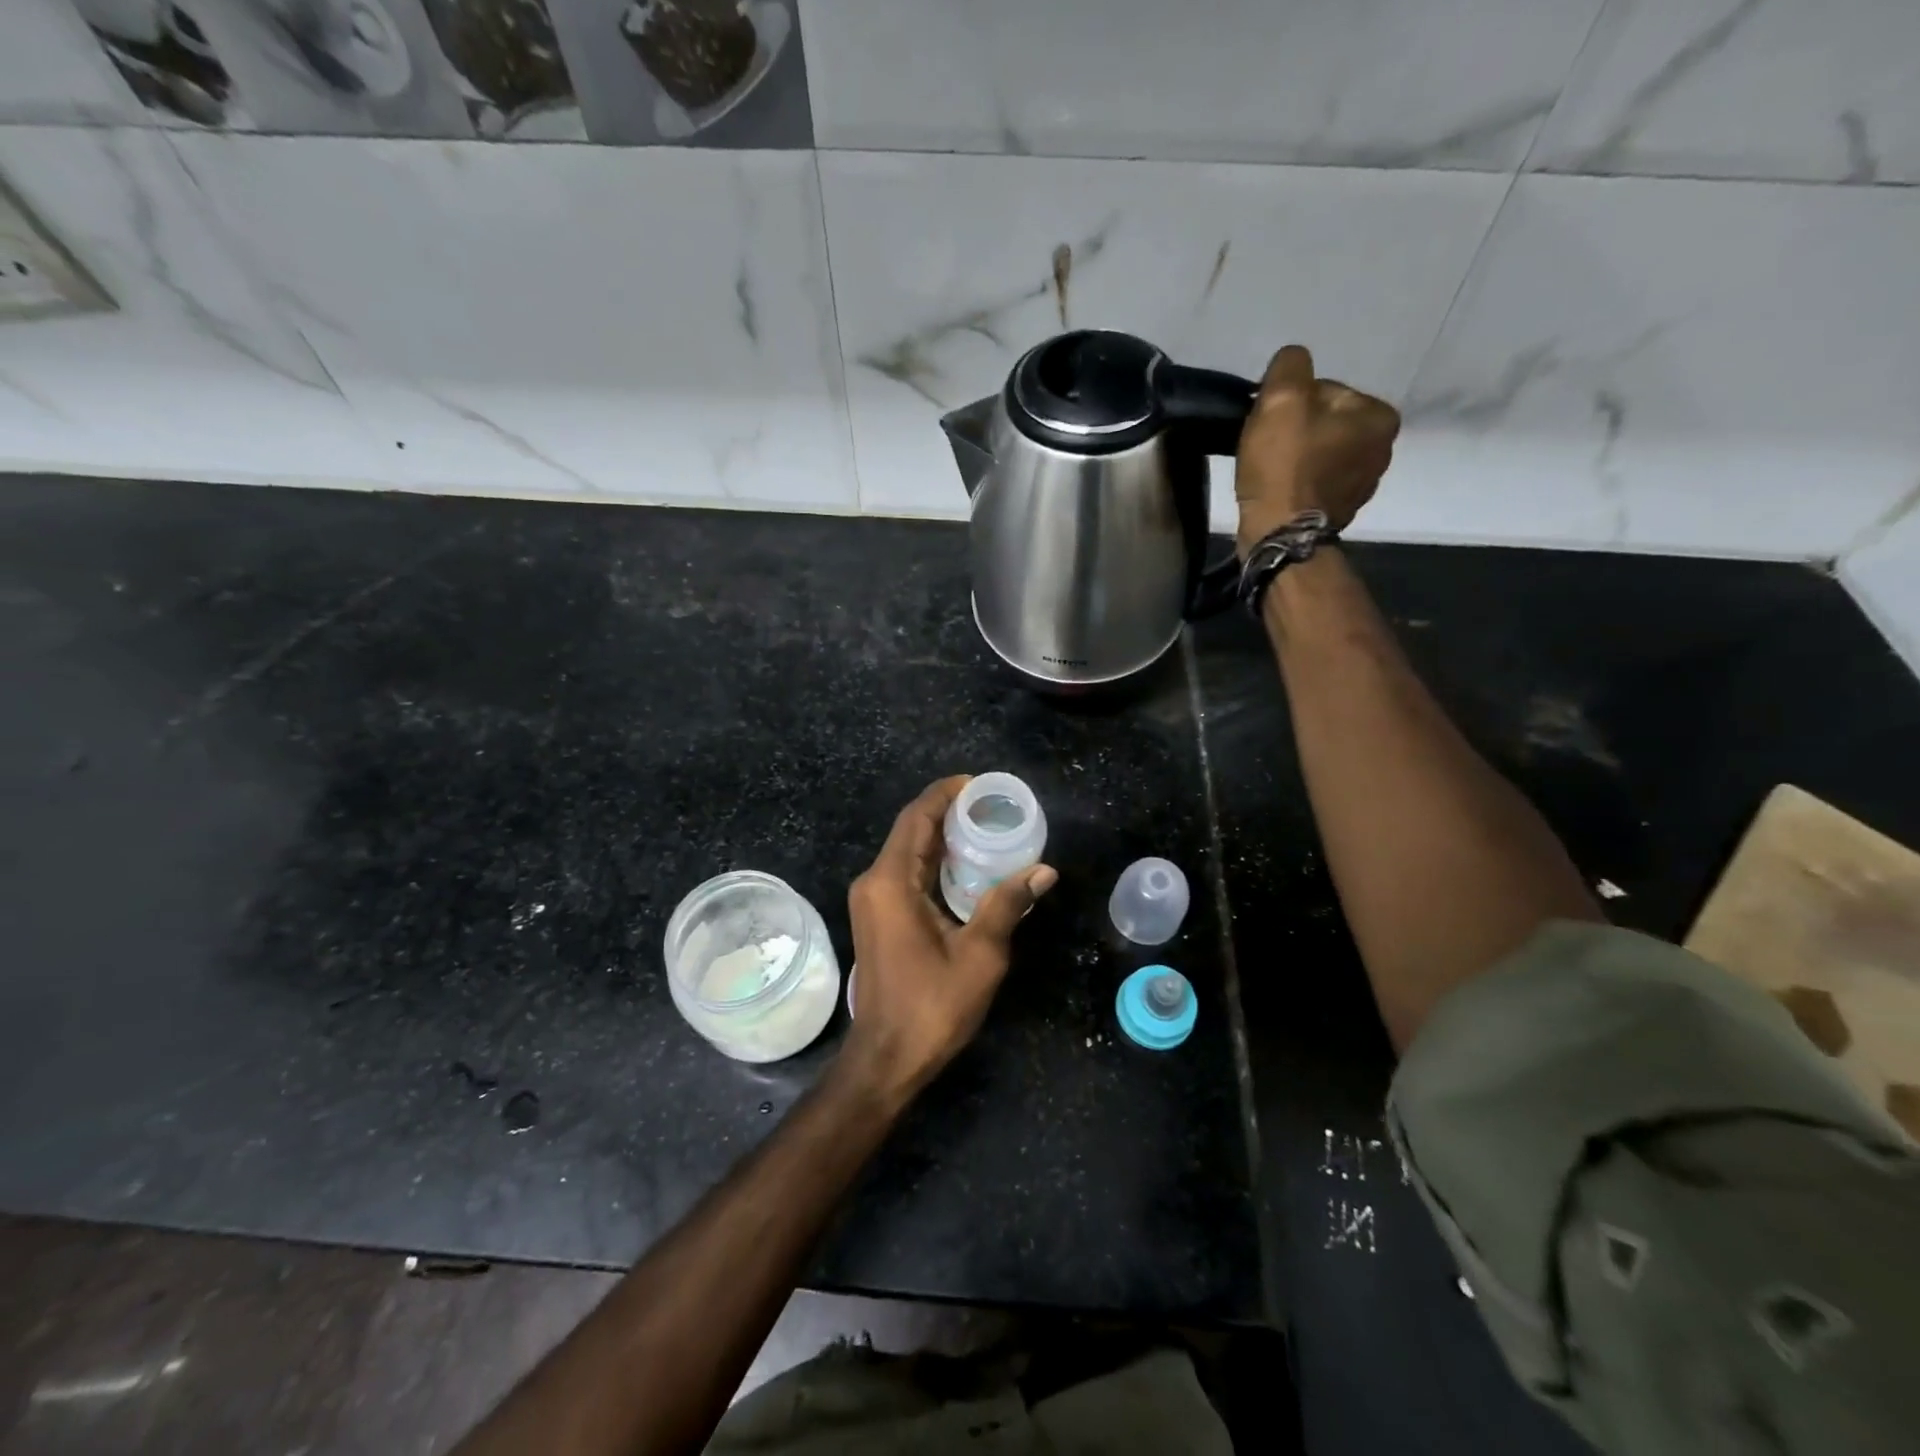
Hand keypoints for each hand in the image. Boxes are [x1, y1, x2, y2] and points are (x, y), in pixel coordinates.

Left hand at [841, 776, 1056, 1103]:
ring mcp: (872, 901)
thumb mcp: (980, 954)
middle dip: (947, 812)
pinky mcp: (877, 917)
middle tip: (990, 806)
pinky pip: (904, 873)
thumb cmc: (932, 1006)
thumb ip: (1007, 904)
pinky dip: (932, 861)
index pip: (916, 818)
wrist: (887, 1057)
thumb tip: (1043, 870)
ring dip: (940, 837)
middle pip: (910, 830)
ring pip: (906, 851)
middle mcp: (874, 882)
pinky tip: (965, 866)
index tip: (978, 784)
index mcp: (891, 882)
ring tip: (984, 828)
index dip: (945, 794)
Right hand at [1235, 345, 1400, 554]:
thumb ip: (1290, 365)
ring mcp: (1363, 485)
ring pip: (1318, 453)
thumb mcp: (1282, 398)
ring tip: (1268, 472)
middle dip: (1295, 431)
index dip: (1289, 403)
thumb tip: (1292, 362)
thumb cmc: (1284, 465)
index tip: (1270, 424)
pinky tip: (1277, 490)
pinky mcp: (1339, 511)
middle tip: (1265, 448)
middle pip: (1324, 422)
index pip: (1326, 390)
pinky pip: (1314, 482)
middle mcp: (1382, 449)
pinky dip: (1295, 483)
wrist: (1279, 534)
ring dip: (1294, 458)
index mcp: (1379, 416)